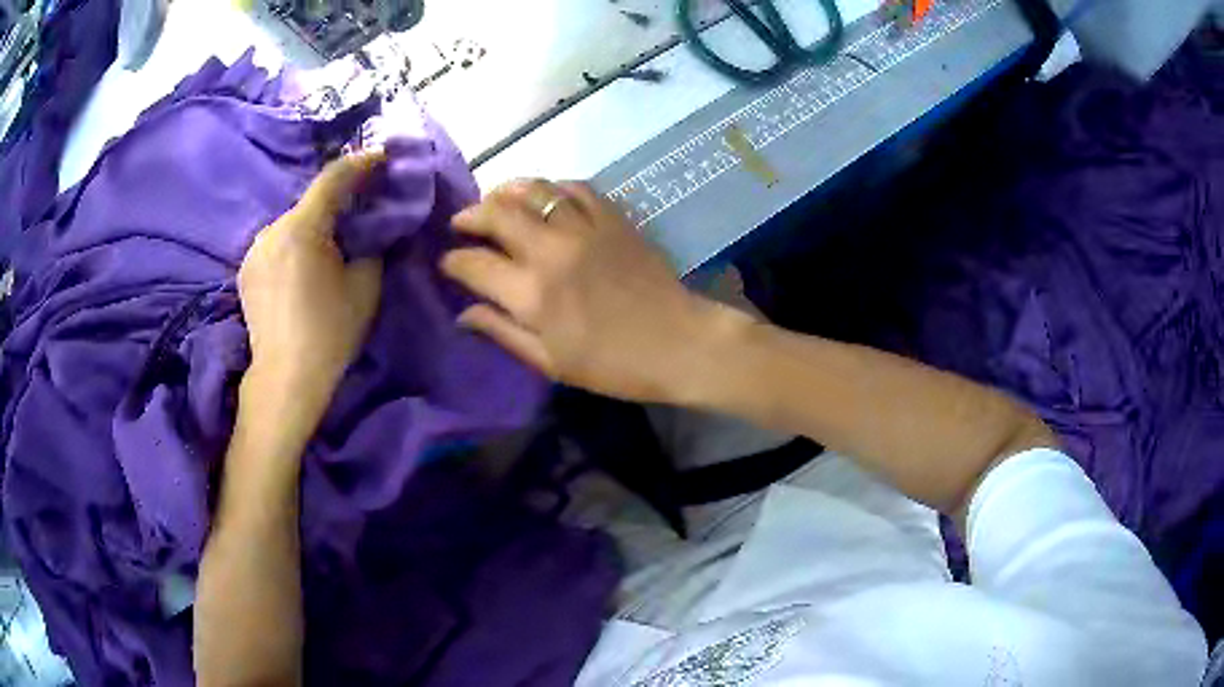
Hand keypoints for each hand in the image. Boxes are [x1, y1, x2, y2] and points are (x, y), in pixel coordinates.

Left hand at [238, 150, 385, 429]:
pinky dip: (295, 243)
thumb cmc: (329, 332)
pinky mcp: (246, 269)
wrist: (285, 377)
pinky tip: (305, 265)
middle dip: (338, 199)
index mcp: (302, 227)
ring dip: (314, 223)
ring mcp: (254, 249)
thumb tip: (372, 231)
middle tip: (363, 205)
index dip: (361, 163)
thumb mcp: (365, 286)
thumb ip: (372, 246)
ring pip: (292, 223)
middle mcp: (272, 229)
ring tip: (332, 241)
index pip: (334, 178)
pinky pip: (277, 243)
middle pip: (311, 201)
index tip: (382, 156)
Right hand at [441, 179, 750, 403]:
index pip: (474, 264)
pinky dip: (552, 188)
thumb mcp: (550, 362)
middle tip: (462, 223)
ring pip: (533, 190)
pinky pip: (574, 187)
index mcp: (532, 294)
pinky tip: (545, 199)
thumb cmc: (613, 365)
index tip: (447, 262)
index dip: (453, 261)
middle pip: (496, 213)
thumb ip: (502, 332)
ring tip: (495, 201)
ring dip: (505, 191)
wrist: (679, 343)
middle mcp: (551, 250)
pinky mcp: (612, 217)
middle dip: (470, 215)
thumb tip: (464, 314)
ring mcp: (584, 228)